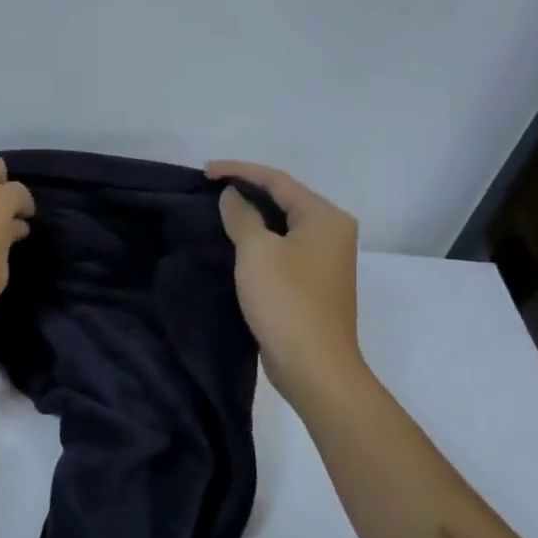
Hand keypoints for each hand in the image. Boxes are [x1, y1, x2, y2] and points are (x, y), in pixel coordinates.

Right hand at [208, 160, 366, 405]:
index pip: (278, 180)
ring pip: (283, 224)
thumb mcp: (256, 252)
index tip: (205, 171)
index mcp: (325, 217)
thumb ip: (242, 216)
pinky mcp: (314, 282)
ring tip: (219, 210)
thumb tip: (232, 195)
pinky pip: (284, 247)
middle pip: (285, 198)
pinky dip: (260, 239)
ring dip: (253, 215)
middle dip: (247, 190)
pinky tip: (237, 243)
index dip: (239, 171)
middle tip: (210, 188)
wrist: (314, 366)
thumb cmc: (286, 302)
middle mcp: (332, 232)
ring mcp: (325, 259)